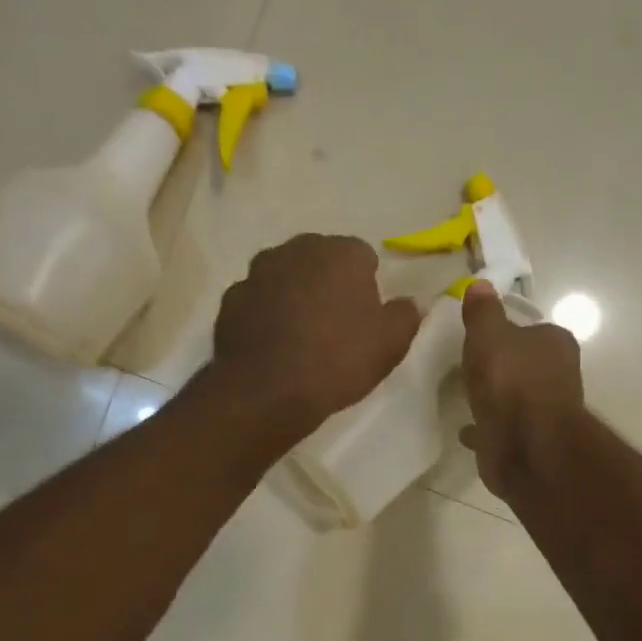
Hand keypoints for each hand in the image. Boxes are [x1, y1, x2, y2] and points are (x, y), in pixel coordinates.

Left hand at [212, 234, 421, 435]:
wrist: (265, 390)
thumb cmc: (337, 361)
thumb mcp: (389, 345)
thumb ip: (406, 316)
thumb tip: (410, 302)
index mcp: (341, 253)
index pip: (362, 256)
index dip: (367, 284)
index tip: (366, 316)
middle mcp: (296, 250)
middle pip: (320, 260)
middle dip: (329, 283)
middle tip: (336, 324)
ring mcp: (258, 272)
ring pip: (286, 277)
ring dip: (295, 295)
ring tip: (302, 336)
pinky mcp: (231, 299)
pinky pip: (258, 301)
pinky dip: (266, 314)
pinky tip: (273, 345)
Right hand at [460, 281, 585, 496]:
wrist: (525, 445)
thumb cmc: (510, 380)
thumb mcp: (488, 335)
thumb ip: (483, 312)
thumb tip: (480, 284)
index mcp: (556, 343)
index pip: (532, 330)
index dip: (508, 332)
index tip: (482, 338)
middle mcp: (558, 375)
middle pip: (526, 364)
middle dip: (504, 366)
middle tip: (472, 366)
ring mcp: (546, 412)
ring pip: (517, 398)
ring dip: (498, 397)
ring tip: (466, 396)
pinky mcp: (530, 441)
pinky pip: (504, 428)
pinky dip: (489, 426)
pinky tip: (466, 428)